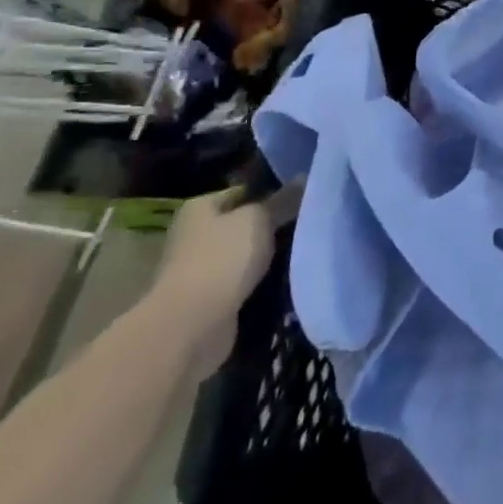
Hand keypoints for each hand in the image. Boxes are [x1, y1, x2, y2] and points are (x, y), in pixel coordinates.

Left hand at [149, 182, 296, 366]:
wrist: (191, 325)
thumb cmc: (222, 259)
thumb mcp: (259, 219)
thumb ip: (282, 200)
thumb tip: (304, 177)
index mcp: (199, 208)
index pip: (244, 191)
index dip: (273, 191)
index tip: (305, 196)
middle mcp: (195, 235)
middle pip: (245, 223)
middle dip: (274, 225)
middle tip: (311, 222)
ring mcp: (201, 269)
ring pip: (248, 254)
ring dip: (271, 255)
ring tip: (307, 249)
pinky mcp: (211, 299)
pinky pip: (245, 281)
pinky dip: (263, 281)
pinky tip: (290, 278)